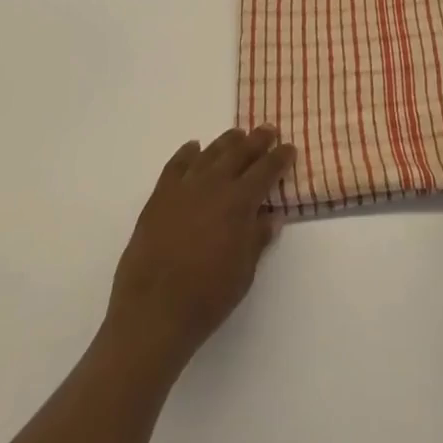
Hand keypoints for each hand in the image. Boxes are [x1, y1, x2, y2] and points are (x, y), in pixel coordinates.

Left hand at [105, 127, 296, 368]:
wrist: (153, 312)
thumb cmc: (207, 297)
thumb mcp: (244, 272)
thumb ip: (257, 239)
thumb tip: (271, 216)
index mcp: (239, 202)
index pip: (266, 170)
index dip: (280, 157)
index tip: (289, 148)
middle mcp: (214, 185)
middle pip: (239, 152)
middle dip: (257, 140)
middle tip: (268, 130)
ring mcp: (184, 187)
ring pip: (210, 153)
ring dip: (226, 141)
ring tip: (237, 135)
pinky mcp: (159, 196)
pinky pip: (176, 165)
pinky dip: (187, 153)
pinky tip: (194, 148)